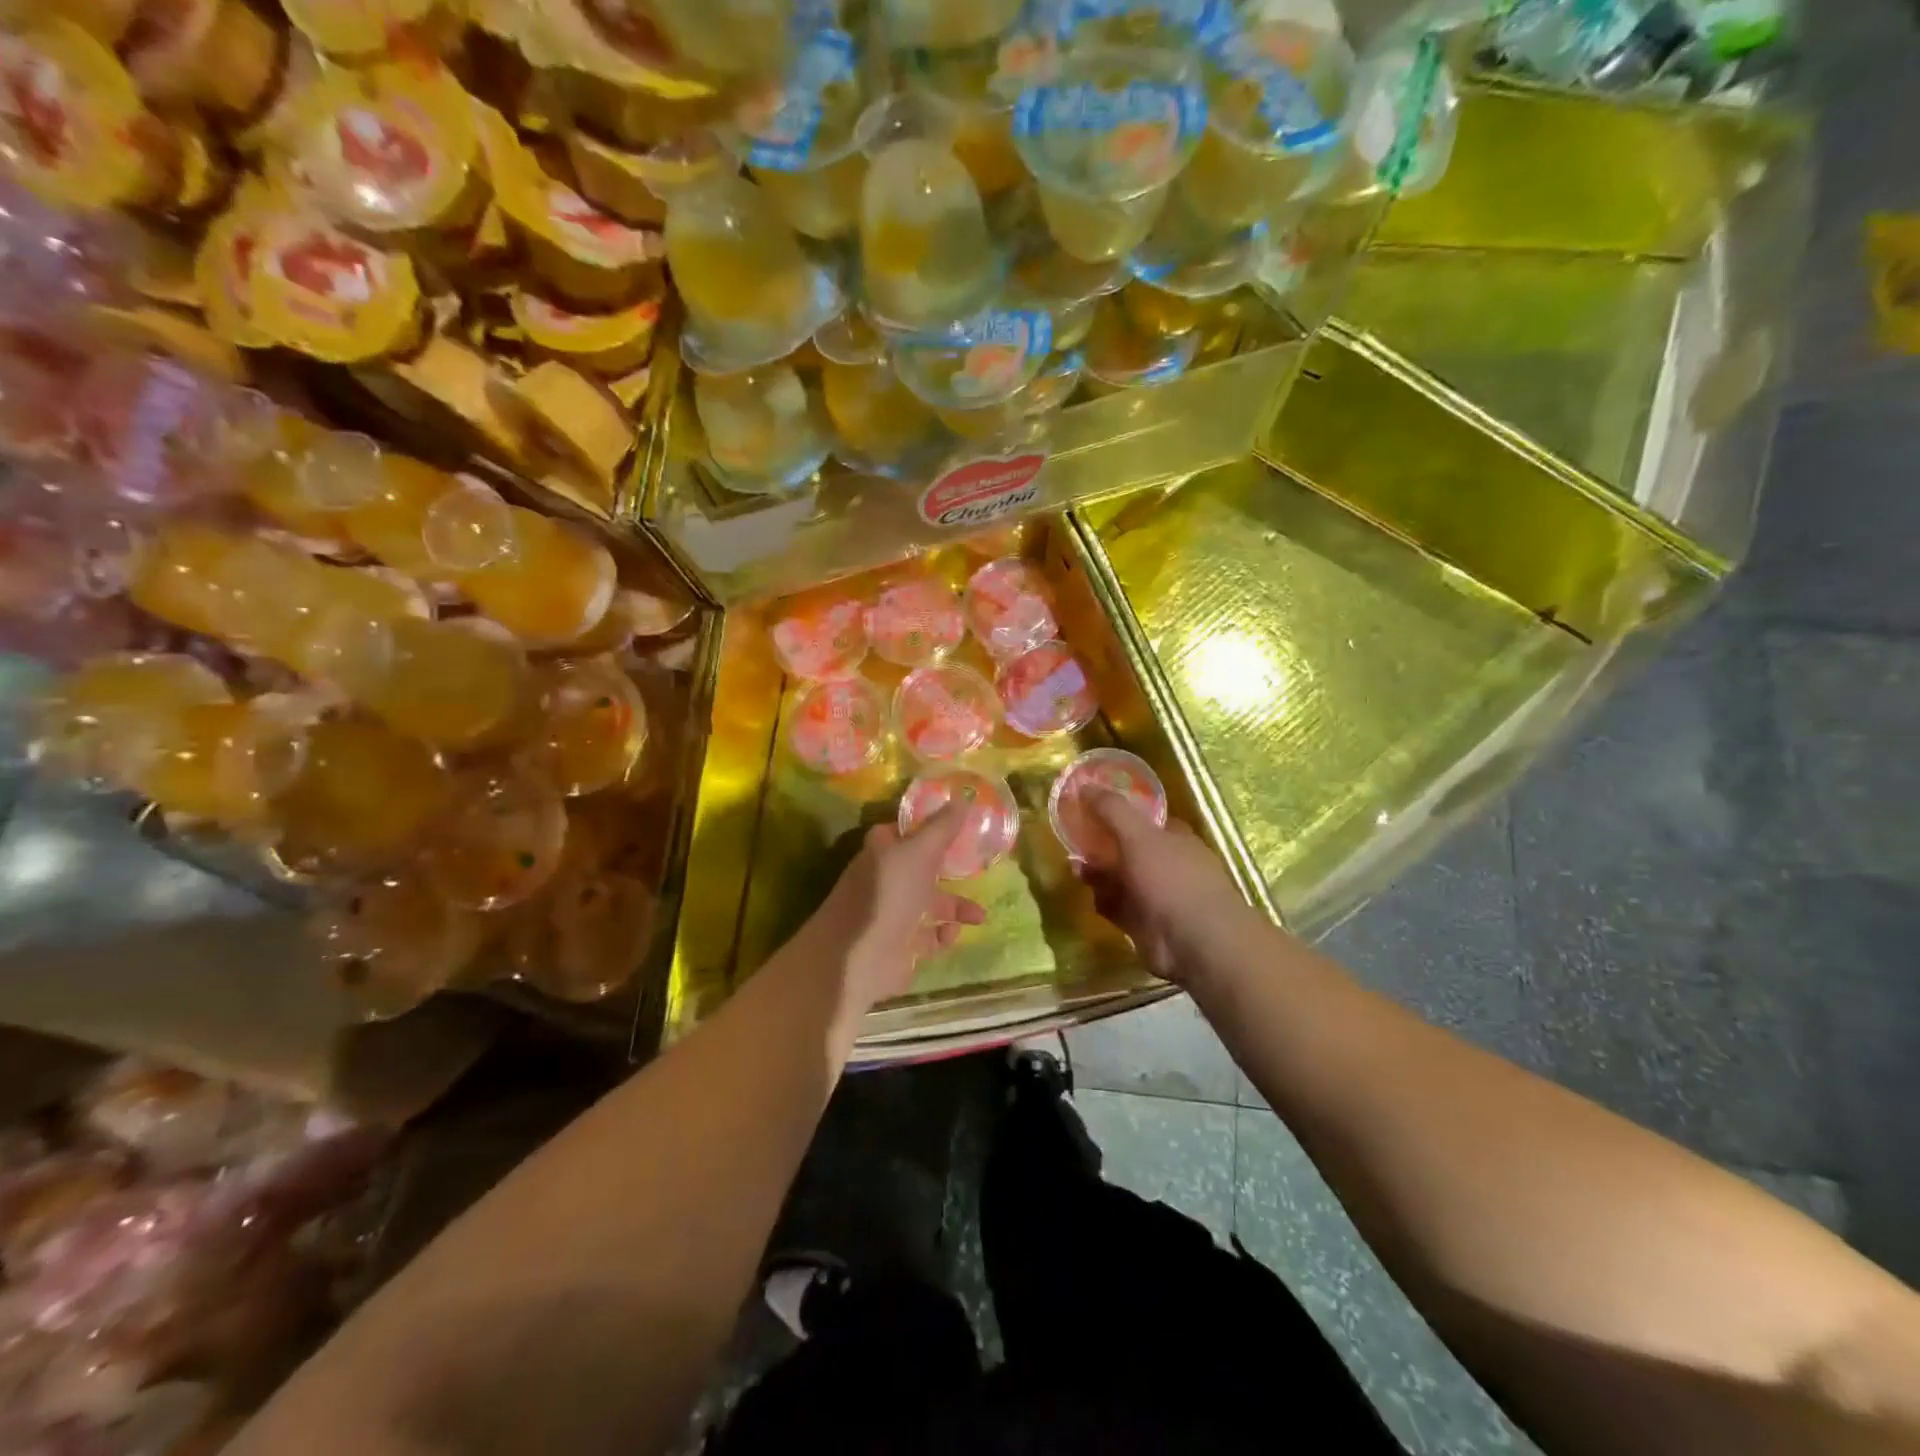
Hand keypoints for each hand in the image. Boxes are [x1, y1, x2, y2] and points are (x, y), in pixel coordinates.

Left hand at [792, 804, 986, 1045]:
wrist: (858, 957)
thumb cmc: (888, 894)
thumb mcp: (919, 852)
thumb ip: (942, 827)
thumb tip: (963, 797)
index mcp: (882, 852)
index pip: (903, 832)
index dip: (927, 826)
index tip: (957, 825)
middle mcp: (885, 880)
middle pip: (921, 870)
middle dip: (949, 871)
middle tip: (978, 870)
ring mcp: (891, 915)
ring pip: (928, 905)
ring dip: (955, 908)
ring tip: (979, 916)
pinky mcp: (899, 947)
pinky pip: (927, 937)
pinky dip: (942, 935)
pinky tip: (952, 934)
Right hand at [1075, 789, 1249, 985]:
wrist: (1195, 941)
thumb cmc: (1171, 878)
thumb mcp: (1138, 835)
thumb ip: (1111, 810)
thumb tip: (1085, 784)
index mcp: (1175, 838)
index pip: (1146, 820)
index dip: (1120, 813)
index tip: (1091, 810)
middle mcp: (1169, 864)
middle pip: (1129, 850)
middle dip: (1103, 846)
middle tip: (1074, 841)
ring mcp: (1158, 896)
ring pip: (1121, 880)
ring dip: (1099, 875)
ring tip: (1075, 868)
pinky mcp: (1146, 925)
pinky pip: (1119, 908)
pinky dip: (1104, 902)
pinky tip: (1089, 896)